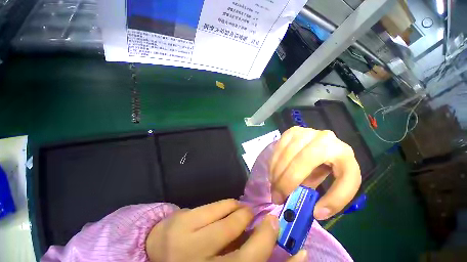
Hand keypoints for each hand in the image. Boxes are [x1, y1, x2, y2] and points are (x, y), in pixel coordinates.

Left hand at [146, 199, 306, 261]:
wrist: (156, 248)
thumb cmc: (193, 259)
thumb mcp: (220, 260)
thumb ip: (243, 252)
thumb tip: (271, 242)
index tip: (296, 248)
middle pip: (245, 256)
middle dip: (263, 233)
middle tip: (269, 219)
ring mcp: (189, 246)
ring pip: (231, 222)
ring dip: (243, 213)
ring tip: (243, 211)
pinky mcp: (184, 222)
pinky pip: (217, 206)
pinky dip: (229, 204)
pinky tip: (229, 207)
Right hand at [269, 127, 360, 219]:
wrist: (318, 144)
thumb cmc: (327, 164)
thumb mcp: (332, 180)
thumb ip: (326, 194)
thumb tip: (315, 212)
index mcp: (344, 154)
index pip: (345, 179)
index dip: (333, 200)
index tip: (316, 213)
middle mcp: (326, 139)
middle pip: (303, 162)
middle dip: (287, 181)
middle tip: (277, 197)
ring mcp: (306, 132)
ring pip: (287, 153)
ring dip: (277, 172)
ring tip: (273, 185)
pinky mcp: (292, 131)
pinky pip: (279, 147)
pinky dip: (273, 161)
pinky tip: (272, 171)